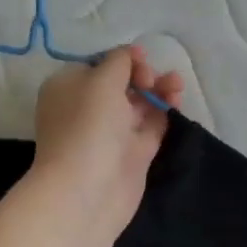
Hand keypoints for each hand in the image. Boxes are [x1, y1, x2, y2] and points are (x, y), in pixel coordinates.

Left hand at [28, 46, 183, 246]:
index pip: (99, 64)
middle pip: (123, 82)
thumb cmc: (87, 127)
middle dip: (143, 74)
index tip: (140, 60)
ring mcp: (112, 132)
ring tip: (177, 84)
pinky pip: (152, 124)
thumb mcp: (101, 80)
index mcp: (68, 87)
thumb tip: (131, 54)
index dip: (123, 58)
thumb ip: (120, 61)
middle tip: (151, 80)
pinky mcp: (133, 152)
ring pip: (141, 103)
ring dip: (159, 89)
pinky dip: (165, 110)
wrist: (87, 191)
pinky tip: (177, 100)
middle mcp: (88, 108)